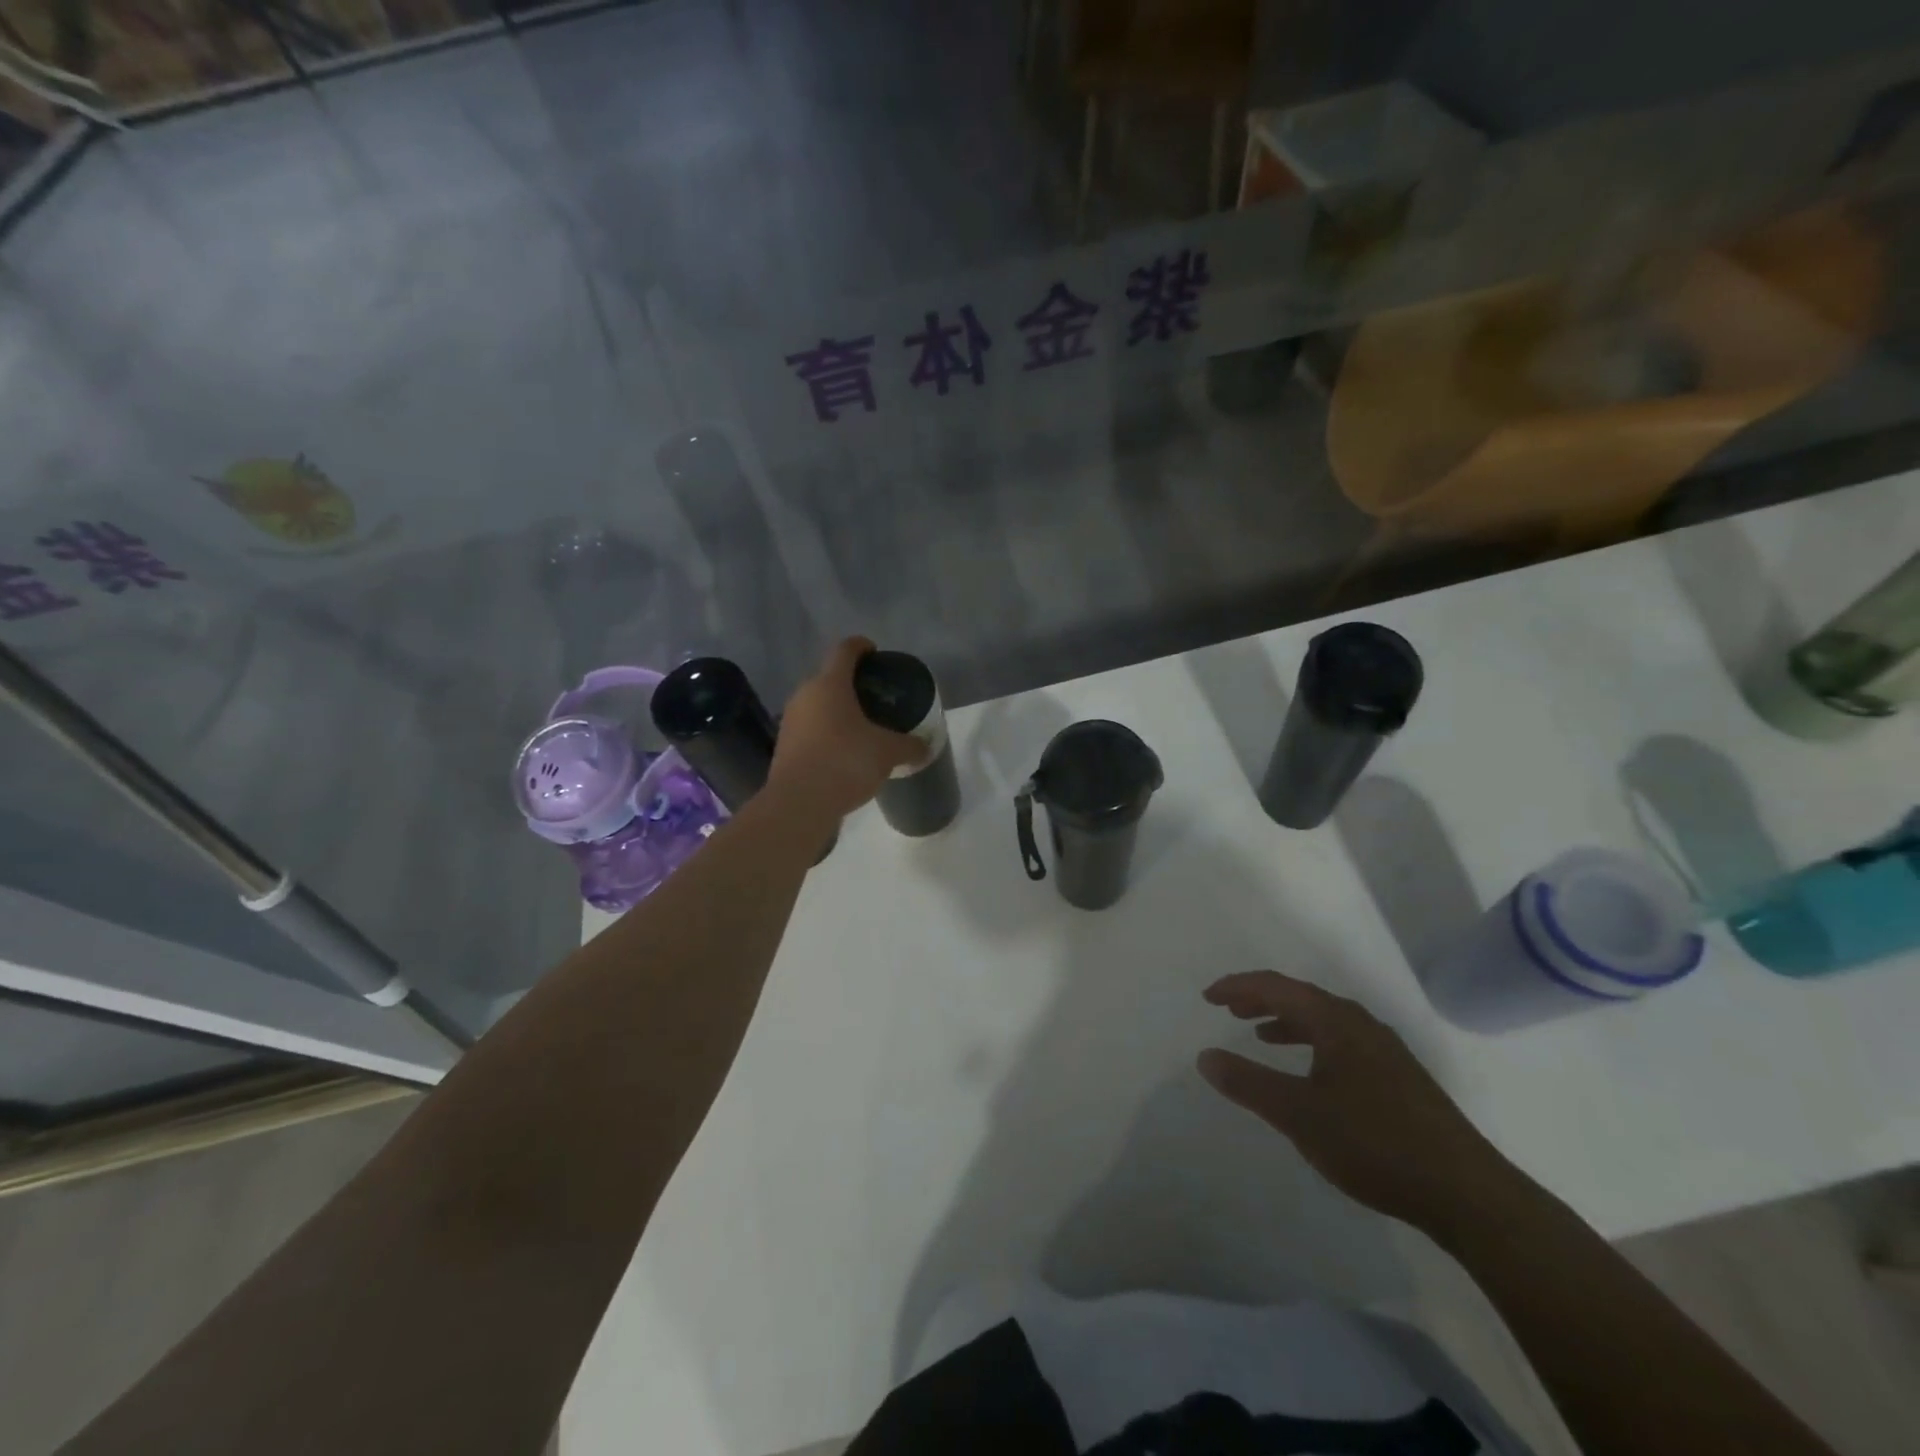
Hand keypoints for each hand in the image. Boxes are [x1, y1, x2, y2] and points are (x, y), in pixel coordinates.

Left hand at [767, 637, 927, 821]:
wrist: (799, 803)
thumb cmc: (845, 762)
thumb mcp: (887, 752)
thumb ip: (909, 746)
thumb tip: (926, 747)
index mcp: (830, 684)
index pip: (845, 650)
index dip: (862, 646)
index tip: (876, 652)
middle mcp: (805, 694)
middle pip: (829, 677)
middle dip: (852, 683)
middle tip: (876, 695)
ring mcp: (791, 720)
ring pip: (818, 704)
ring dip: (838, 709)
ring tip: (863, 724)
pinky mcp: (785, 745)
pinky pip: (811, 728)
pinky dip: (828, 731)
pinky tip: (845, 749)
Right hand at [1198, 971, 1522, 1233]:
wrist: (1467, 1195)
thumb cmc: (1374, 1143)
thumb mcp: (1298, 1115)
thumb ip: (1248, 1083)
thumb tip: (1205, 1056)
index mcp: (1336, 1021)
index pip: (1277, 987)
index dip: (1238, 987)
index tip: (1208, 997)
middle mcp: (1361, 1025)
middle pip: (1301, 997)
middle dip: (1260, 999)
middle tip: (1227, 1009)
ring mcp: (1385, 1052)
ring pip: (1324, 1021)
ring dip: (1286, 1021)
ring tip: (1259, 1034)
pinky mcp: (1399, 1079)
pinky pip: (1341, 1043)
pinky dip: (1312, 1044)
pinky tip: (1309, 1074)